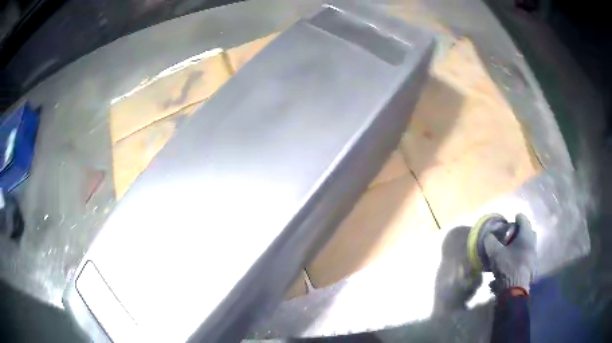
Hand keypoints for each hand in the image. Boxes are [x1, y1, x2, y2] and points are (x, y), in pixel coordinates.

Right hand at [484, 214, 536, 293]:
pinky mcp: (533, 267)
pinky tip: (516, 262)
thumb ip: (491, 241)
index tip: (512, 219)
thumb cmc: (507, 267)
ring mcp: (534, 256)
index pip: (523, 219)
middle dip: (522, 231)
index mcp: (526, 235)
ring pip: (530, 244)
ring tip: (514, 249)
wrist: (515, 289)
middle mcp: (533, 243)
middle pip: (529, 231)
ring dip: (523, 244)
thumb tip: (488, 235)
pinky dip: (524, 255)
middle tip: (513, 235)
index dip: (517, 217)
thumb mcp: (495, 253)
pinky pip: (529, 256)